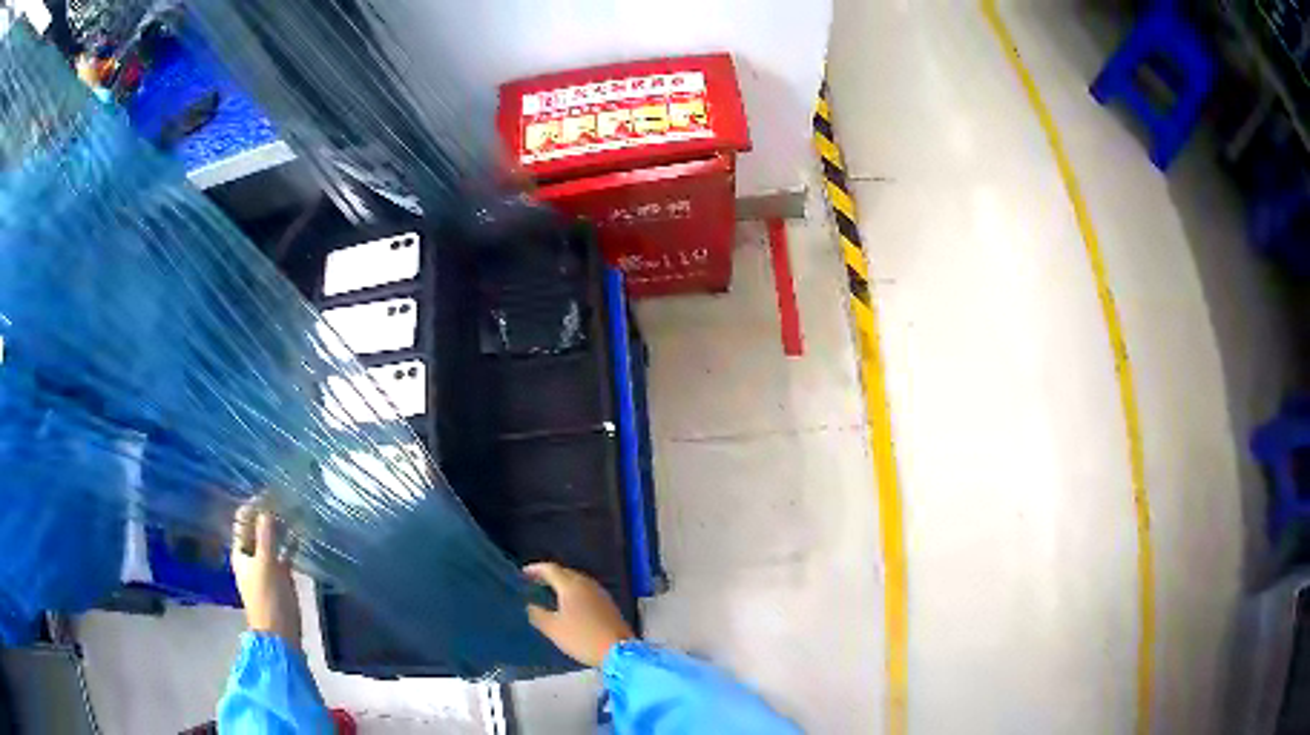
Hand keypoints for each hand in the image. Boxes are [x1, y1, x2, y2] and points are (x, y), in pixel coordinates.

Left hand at [231, 504, 301, 646]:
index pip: (244, 520)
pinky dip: (291, 543)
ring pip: (272, 539)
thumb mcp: (265, 565)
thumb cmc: (268, 599)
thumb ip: (266, 536)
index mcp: (241, 551)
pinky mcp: (281, 575)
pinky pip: (285, 553)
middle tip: (287, 498)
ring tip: (296, 510)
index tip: (272, 493)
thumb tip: (267, 508)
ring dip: (282, 526)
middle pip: (258, 527)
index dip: (255, 505)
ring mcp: (266, 565)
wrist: (279, 634)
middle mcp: (251, 554)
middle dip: (270, 513)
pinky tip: (302, 533)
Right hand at [523, 563, 634, 667]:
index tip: (523, 574)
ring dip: (563, 583)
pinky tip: (570, 604)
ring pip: (578, 581)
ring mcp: (600, 593)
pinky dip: (574, 592)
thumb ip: (537, 614)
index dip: (535, 569)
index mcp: (571, 586)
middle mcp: (587, 584)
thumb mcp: (553, 629)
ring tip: (550, 592)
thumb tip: (530, 605)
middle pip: (565, 572)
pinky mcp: (608, 604)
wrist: (618, 650)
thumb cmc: (581, 638)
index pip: (551, 569)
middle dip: (549, 575)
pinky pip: (587, 591)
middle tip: (535, 582)